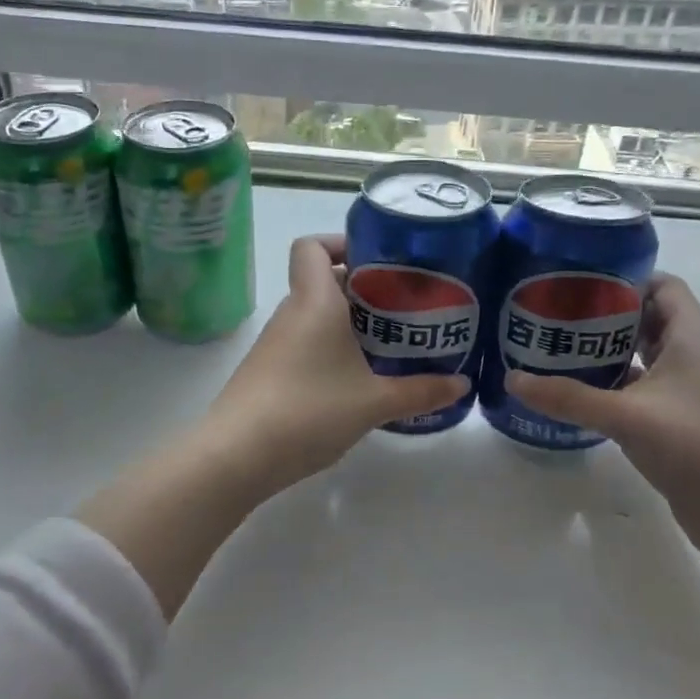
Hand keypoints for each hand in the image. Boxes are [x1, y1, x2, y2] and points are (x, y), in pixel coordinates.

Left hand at [202, 234, 469, 497]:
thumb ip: (420, 391)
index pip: (312, 246)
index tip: (377, 262)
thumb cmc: (309, 411)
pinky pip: (304, 345)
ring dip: (348, 323)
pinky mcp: (268, 372)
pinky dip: (330, 350)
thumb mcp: (374, 403)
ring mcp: (275, 344)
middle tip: (402, 307)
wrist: (237, 455)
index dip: (341, 243)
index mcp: (314, 302)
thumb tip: (462, 385)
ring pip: (315, 316)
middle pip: (322, 282)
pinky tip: (356, 380)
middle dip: (362, 289)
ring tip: (388, 344)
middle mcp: (291, 313)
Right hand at [505, 273, 699, 537]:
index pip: (664, 286)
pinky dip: (610, 388)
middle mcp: (690, 359)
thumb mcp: (627, 416)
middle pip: (647, 320)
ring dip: (605, 353)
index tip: (580, 282)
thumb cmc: (697, 446)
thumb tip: (512, 378)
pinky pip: (638, 392)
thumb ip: (569, 397)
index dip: (626, 278)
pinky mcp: (676, 424)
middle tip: (556, 315)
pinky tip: (576, 395)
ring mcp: (685, 394)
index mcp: (690, 339)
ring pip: (641, 358)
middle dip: (604, 315)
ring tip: (556, 350)